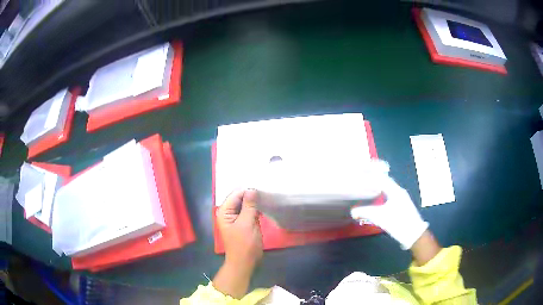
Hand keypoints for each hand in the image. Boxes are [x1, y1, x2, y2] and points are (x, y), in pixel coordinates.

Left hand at [213, 189, 262, 298]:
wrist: (245, 263)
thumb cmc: (244, 244)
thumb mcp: (247, 223)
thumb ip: (249, 206)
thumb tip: (252, 189)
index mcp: (224, 211)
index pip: (236, 194)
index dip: (248, 190)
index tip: (263, 185)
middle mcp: (228, 213)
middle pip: (240, 198)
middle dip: (252, 194)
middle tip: (267, 188)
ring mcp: (236, 218)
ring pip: (245, 204)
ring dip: (255, 201)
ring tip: (268, 194)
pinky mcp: (244, 223)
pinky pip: (249, 211)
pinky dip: (256, 208)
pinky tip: (265, 205)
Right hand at [351, 176, 427, 249]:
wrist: (414, 234)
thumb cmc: (398, 223)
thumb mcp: (380, 218)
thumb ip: (365, 213)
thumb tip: (352, 211)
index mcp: (395, 191)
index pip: (381, 178)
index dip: (370, 174)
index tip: (360, 172)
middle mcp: (399, 191)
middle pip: (384, 181)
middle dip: (373, 179)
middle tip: (362, 178)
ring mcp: (401, 198)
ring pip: (387, 188)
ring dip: (377, 186)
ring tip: (367, 186)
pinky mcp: (401, 205)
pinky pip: (389, 194)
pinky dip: (381, 193)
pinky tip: (376, 198)